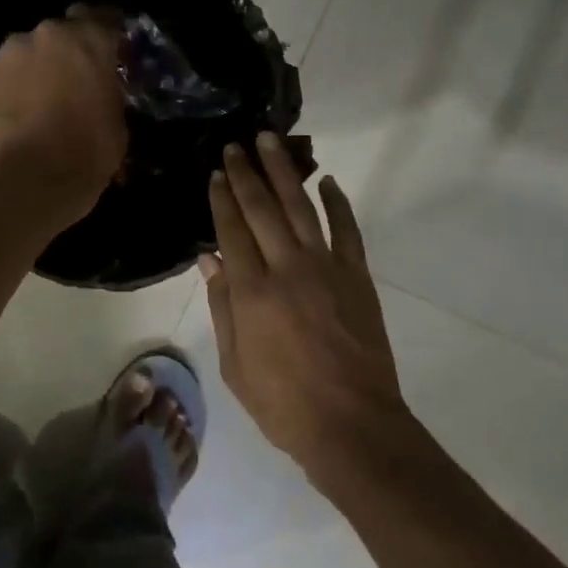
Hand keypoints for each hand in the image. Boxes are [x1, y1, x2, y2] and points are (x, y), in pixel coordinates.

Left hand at [0, 7, 128, 216]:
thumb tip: (103, 93)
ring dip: (39, 66)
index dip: (106, 36)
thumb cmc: (88, 151)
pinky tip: (21, 110)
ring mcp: (12, 51)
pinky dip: (15, 84)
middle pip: (62, 32)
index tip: (111, 55)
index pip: (104, 17)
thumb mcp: (118, 121)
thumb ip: (109, 92)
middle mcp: (50, 33)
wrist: (32, 177)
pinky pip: (8, 71)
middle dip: (69, 52)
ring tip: (43, 98)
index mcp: (91, 39)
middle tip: (75, 80)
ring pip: (30, 50)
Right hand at [201, 133, 410, 476]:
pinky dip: (338, 203)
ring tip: (271, 142)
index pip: (232, 231)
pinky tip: (328, 181)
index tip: (216, 172)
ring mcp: (327, 269)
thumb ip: (222, 307)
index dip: (222, 199)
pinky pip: (347, 229)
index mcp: (252, 293)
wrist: (352, 425)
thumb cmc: (284, 404)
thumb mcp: (235, 365)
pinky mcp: (358, 276)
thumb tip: (209, 259)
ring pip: (302, 208)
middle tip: (236, 144)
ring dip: (286, 172)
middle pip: (263, 209)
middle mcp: (287, 269)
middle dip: (247, 174)